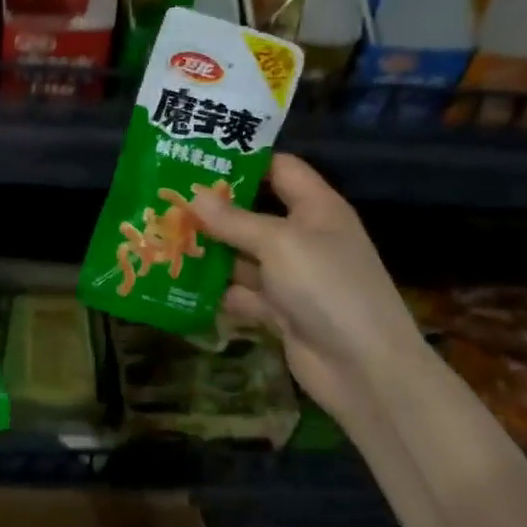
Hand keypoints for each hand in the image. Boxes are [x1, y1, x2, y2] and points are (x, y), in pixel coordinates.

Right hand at [189, 154, 431, 418]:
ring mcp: (292, 276)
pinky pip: (243, 293)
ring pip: (243, 255)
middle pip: (254, 212)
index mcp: (316, 208)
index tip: (198, 158)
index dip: (244, 161)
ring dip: (210, 251)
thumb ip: (234, 220)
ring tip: (163, 237)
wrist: (364, 368)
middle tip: (167, 199)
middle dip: (214, 209)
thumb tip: (194, 194)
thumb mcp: (278, 243)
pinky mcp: (280, 310)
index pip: (280, 169)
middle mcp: (304, 237)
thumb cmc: (326, 287)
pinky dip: (217, 291)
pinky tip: (180, 284)